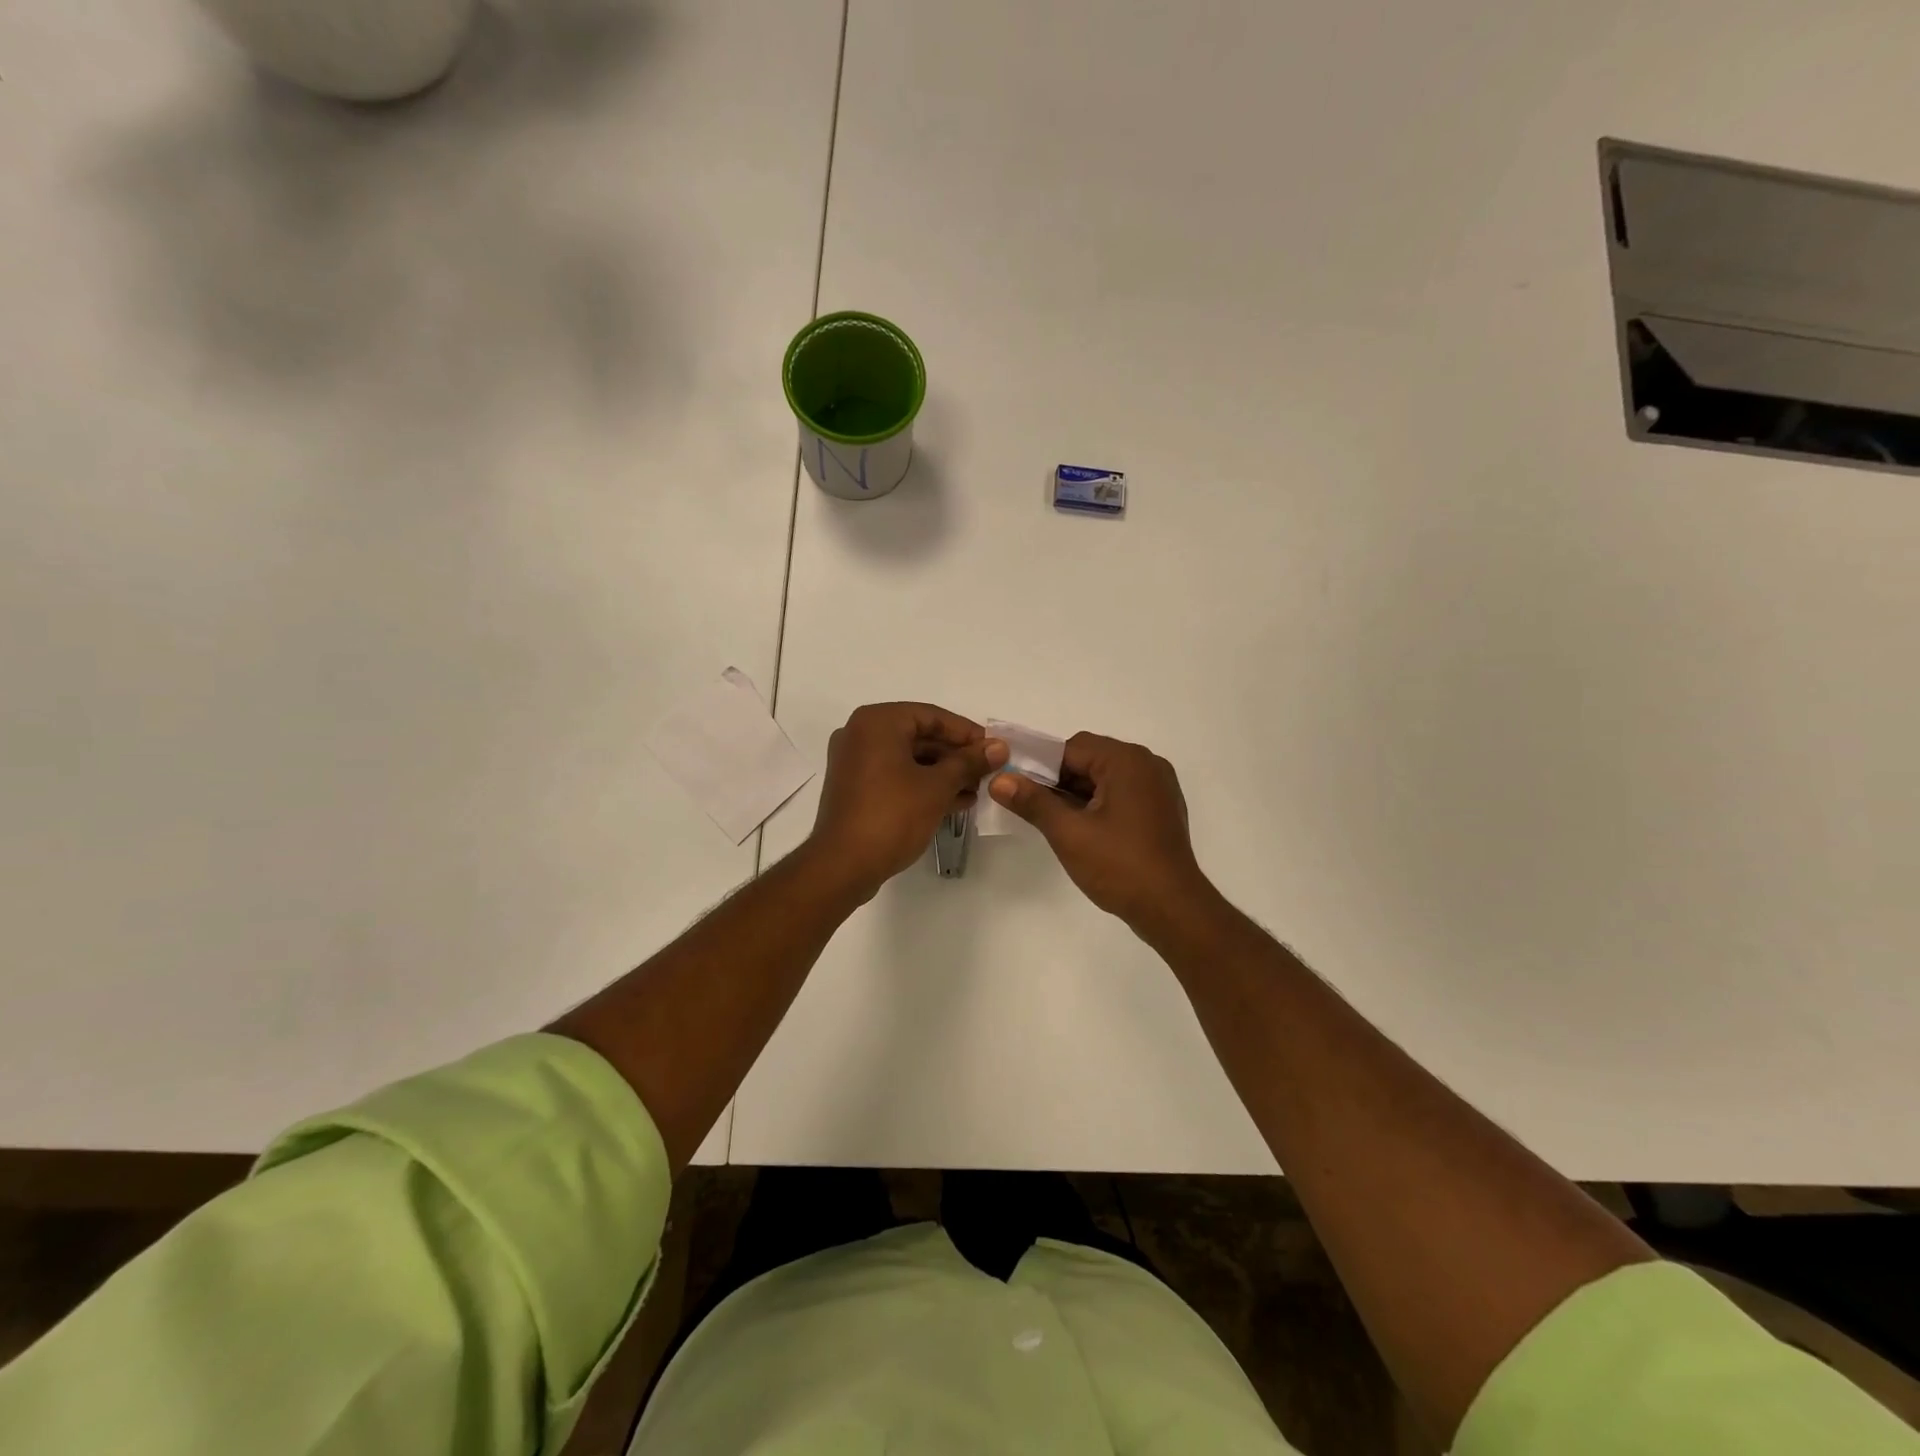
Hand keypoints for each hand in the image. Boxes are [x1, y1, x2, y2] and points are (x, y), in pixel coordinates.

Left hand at [807, 703, 1007, 900]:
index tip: (993, 749)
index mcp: (877, 722)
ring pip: (908, 759)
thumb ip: (969, 762)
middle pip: (919, 736)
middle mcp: (861, 734)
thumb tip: (999, 747)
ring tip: (976, 790)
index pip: (932, 716)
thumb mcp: (937, 787)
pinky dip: (922, 785)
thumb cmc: (892, 815)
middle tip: (987, 772)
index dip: (966, 733)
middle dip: (956, 756)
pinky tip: (954, 802)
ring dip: (943, 773)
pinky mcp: (855, 788)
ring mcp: (854, 762)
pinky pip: (895, 776)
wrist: (843, 865)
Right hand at [989, 732, 1214, 931]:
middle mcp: (1147, 764)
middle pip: (1089, 759)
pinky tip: (1083, 830)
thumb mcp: (1068, 833)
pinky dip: (1099, 804)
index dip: (1039, 766)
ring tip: (1054, 821)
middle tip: (1032, 807)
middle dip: (1058, 781)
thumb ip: (1032, 802)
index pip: (1071, 748)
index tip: (1017, 788)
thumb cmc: (1119, 865)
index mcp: (1126, 760)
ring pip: (1105, 777)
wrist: (1172, 908)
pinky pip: (1122, 793)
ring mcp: (1158, 787)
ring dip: (1077, 794)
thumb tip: (999, 780)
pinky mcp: (1161, 809)